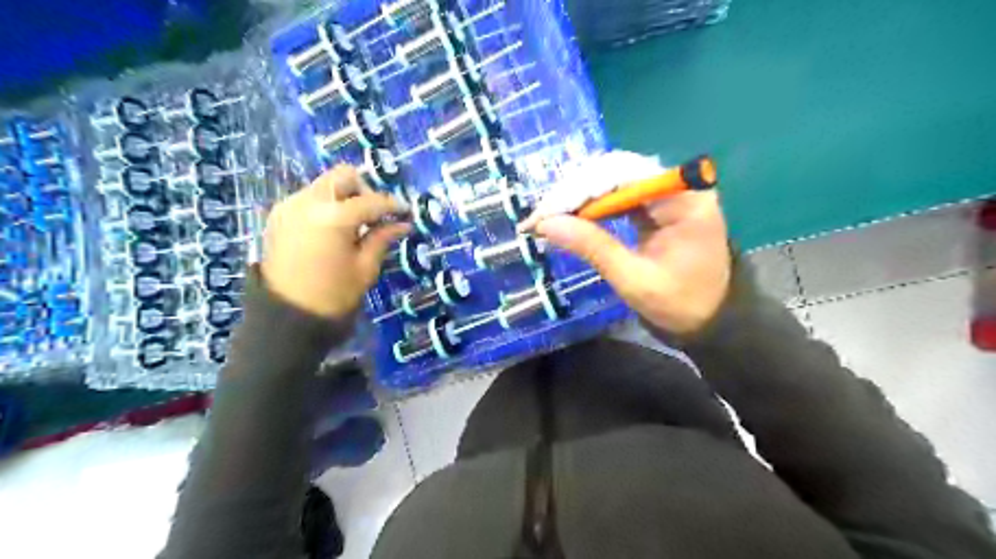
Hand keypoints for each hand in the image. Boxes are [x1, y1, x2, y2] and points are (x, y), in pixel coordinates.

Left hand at [262, 165, 409, 319]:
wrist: (286, 315)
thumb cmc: (333, 295)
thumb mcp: (365, 268)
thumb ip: (382, 238)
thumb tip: (403, 224)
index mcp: (333, 217)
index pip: (371, 200)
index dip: (392, 205)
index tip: (405, 212)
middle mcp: (308, 202)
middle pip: (342, 176)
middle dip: (364, 190)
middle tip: (375, 214)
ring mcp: (289, 206)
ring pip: (324, 185)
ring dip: (344, 196)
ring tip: (355, 224)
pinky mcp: (279, 216)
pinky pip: (308, 198)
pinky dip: (326, 205)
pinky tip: (334, 229)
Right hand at [538, 191, 729, 333]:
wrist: (713, 320)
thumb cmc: (680, 304)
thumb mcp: (633, 279)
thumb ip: (592, 247)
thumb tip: (545, 225)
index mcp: (683, 199)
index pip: (621, 176)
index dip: (577, 191)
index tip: (543, 214)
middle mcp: (678, 185)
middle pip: (615, 171)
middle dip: (574, 193)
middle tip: (540, 218)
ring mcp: (669, 193)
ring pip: (613, 179)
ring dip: (579, 197)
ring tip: (549, 218)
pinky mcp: (659, 205)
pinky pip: (619, 193)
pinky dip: (593, 205)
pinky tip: (572, 217)